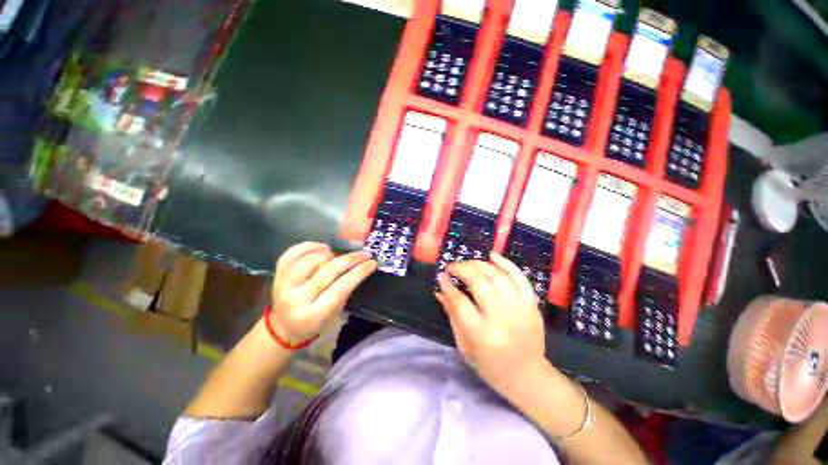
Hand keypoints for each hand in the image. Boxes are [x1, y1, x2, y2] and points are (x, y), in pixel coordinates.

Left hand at [269, 242, 376, 342]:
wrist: (283, 327)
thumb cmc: (315, 322)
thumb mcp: (335, 313)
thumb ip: (346, 290)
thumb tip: (360, 265)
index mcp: (315, 314)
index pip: (341, 287)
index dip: (359, 272)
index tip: (372, 262)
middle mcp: (296, 299)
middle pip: (327, 271)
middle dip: (350, 259)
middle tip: (364, 253)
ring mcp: (283, 286)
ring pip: (310, 259)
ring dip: (328, 253)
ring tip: (335, 255)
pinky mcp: (276, 275)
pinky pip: (292, 253)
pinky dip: (310, 246)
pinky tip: (321, 248)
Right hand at [435, 253, 547, 396]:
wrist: (528, 376)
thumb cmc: (490, 365)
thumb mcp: (464, 345)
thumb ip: (452, 315)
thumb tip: (440, 290)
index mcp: (481, 333)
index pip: (460, 301)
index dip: (448, 285)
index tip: (441, 275)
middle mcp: (501, 317)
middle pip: (478, 282)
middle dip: (461, 269)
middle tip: (452, 267)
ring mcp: (519, 308)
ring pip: (497, 275)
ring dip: (479, 264)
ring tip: (468, 264)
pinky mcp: (532, 304)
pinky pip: (520, 277)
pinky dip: (506, 263)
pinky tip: (493, 256)